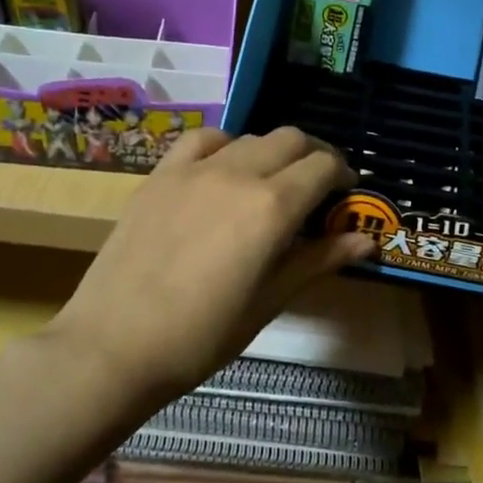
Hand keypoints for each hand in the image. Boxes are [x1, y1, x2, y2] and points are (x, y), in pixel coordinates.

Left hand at [47, 127, 372, 405]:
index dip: (342, 176)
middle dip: (313, 156)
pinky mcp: (160, 175)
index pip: (323, 167)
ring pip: (250, 137)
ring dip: (272, 152)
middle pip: (290, 140)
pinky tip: (223, 170)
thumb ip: (319, 260)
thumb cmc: (203, 335)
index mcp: (272, 207)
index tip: (345, 196)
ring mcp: (194, 170)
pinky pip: (201, 140)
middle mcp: (237, 173)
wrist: (115, 344)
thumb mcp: (270, 301)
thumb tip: (367, 240)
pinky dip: (225, 146)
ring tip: (271, 182)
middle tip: (317, 188)